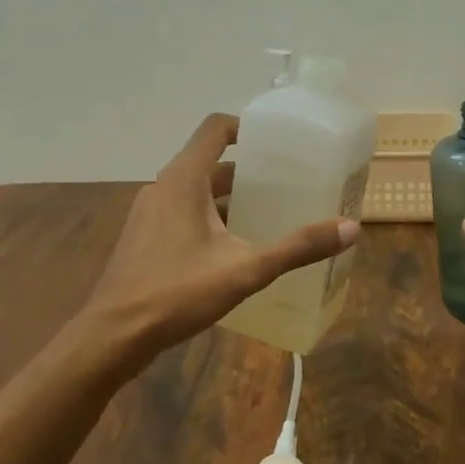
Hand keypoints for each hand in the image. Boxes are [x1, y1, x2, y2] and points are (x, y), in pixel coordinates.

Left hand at [85, 113, 358, 353]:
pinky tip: (234, 247)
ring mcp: (149, 214)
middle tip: (287, 182)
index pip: (215, 129)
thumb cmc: (176, 292)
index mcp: (183, 180)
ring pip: (196, 192)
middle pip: (209, 162)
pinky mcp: (144, 239)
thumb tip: (351, 228)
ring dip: (229, 197)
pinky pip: (183, 213)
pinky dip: (210, 218)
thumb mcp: (245, 269)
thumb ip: (297, 247)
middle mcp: (163, 188)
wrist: (112, 336)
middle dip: (248, 170)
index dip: (246, 126)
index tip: (278, 141)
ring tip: (268, 213)